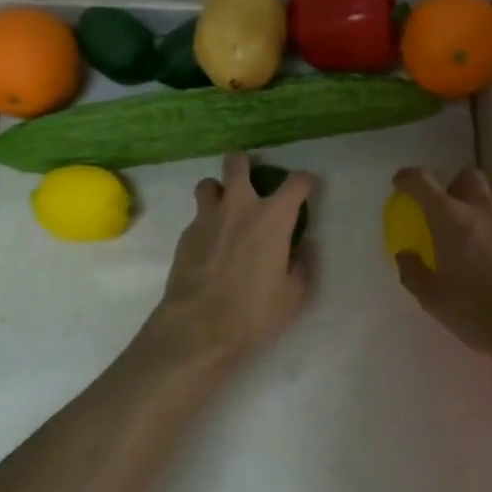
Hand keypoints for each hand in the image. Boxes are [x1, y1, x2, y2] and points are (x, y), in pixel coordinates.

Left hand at [133, 153, 315, 372]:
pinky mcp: (185, 234)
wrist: (198, 328)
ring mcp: (207, 217)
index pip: (296, 182)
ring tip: (225, 209)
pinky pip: (197, 216)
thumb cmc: (254, 313)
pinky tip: (210, 246)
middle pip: (237, 163)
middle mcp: (239, 206)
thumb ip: (302, 265)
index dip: (304, 182)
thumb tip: (303, 247)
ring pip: (208, 183)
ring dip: (219, 190)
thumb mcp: (294, 295)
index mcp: (273, 217)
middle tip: (252, 181)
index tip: (306, 190)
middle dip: (245, 164)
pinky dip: (206, 222)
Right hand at [390, 167, 491, 379]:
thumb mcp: (433, 299)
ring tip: (474, 222)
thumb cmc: (476, 311)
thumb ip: (413, 272)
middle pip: (467, 175)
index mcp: (450, 218)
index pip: (423, 182)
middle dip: (453, 183)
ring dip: (480, 198)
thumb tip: (405, 254)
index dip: (408, 178)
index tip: (400, 183)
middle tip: (445, 206)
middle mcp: (481, 209)